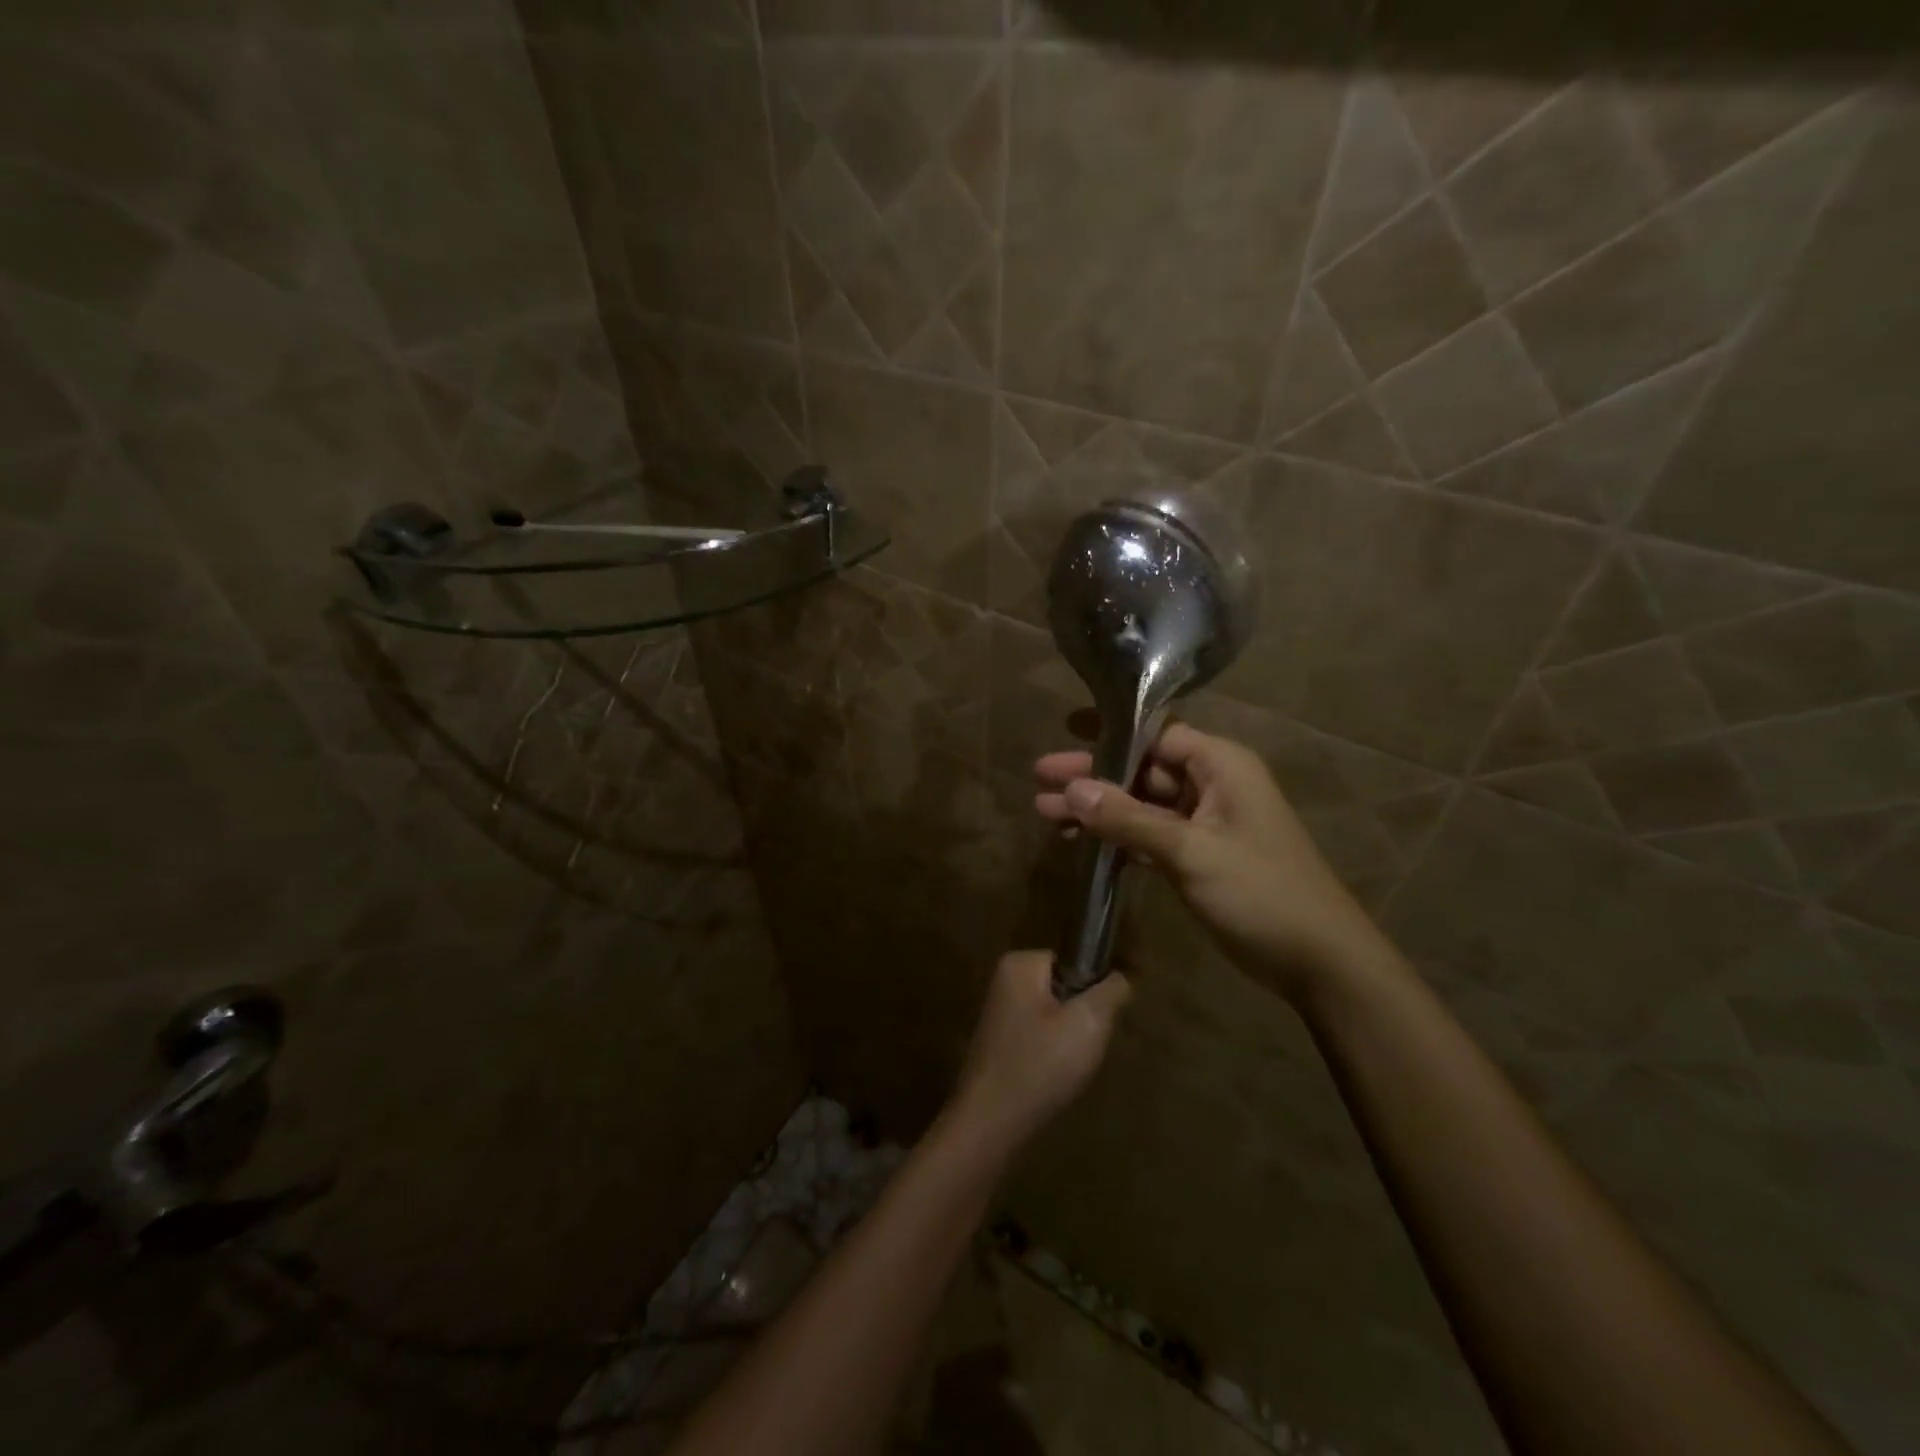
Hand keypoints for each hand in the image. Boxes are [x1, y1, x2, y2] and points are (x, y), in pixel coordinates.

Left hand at [951, 950, 1129, 1150]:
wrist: (991, 1121)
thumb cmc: (1041, 1064)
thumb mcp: (1089, 1022)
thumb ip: (1110, 992)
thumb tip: (1120, 977)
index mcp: (1021, 963)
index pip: (1075, 960)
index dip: (1095, 988)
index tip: (1103, 1019)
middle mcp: (1005, 980)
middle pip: (1065, 987)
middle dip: (1082, 1015)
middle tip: (1087, 1045)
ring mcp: (1000, 1011)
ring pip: (1055, 1014)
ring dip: (1070, 1037)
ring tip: (1071, 1064)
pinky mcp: (1000, 1040)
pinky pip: (1039, 1035)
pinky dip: (1052, 1052)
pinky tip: (1055, 1075)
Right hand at [1035, 723, 1388, 999]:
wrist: (1318, 961)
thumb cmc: (1261, 892)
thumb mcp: (1191, 851)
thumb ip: (1129, 819)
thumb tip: (1072, 789)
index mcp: (1221, 765)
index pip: (1157, 735)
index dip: (1111, 732)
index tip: (1065, 731)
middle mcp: (1212, 785)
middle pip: (1142, 770)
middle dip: (1092, 775)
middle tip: (1038, 776)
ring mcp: (1204, 823)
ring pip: (1141, 804)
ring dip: (1098, 809)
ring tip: (1044, 812)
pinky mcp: (1197, 856)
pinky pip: (1148, 835)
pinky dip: (1117, 837)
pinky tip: (1079, 841)